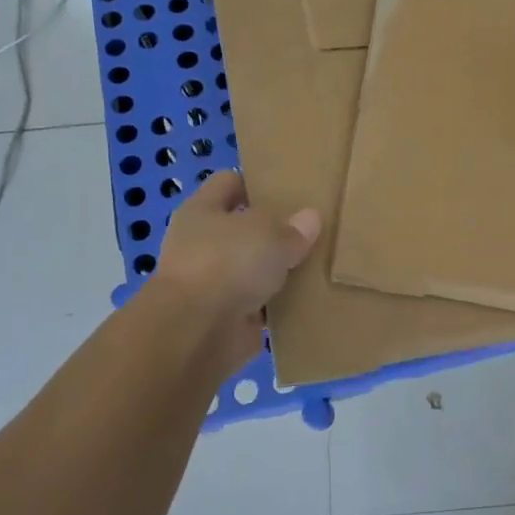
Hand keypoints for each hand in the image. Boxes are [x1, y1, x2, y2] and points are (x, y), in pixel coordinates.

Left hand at [152, 171, 319, 363]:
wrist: (197, 331)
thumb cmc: (227, 264)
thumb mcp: (269, 234)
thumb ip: (292, 228)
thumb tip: (311, 218)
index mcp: (202, 210)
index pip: (229, 183)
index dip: (257, 183)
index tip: (290, 190)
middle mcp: (202, 243)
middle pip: (243, 228)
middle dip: (273, 231)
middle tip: (311, 230)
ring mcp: (212, 282)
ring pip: (253, 268)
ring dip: (277, 271)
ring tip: (317, 265)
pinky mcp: (226, 316)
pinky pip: (260, 304)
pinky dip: (278, 305)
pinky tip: (308, 300)